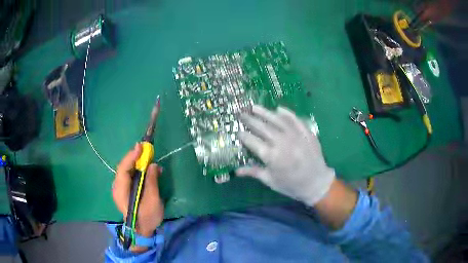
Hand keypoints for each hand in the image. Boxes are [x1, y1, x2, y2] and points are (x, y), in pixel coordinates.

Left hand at [112, 143, 163, 236]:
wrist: (142, 231)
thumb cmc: (147, 217)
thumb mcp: (152, 200)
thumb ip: (151, 181)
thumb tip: (153, 165)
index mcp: (121, 190)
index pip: (123, 168)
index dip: (131, 156)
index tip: (141, 146)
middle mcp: (117, 187)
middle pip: (124, 167)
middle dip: (134, 157)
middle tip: (146, 149)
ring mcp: (120, 189)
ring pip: (127, 171)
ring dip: (137, 163)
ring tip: (148, 158)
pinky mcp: (125, 191)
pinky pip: (129, 176)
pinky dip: (137, 170)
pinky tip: (146, 170)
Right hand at [236, 105, 334, 206]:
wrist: (316, 183)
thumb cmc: (291, 185)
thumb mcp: (270, 181)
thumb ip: (254, 172)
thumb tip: (236, 171)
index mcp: (271, 156)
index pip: (252, 141)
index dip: (243, 136)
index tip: (238, 132)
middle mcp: (282, 142)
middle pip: (262, 127)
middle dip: (249, 120)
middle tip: (241, 114)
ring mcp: (295, 135)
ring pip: (277, 120)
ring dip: (264, 112)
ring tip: (254, 107)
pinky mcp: (306, 132)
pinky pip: (295, 120)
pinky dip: (287, 113)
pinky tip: (279, 109)